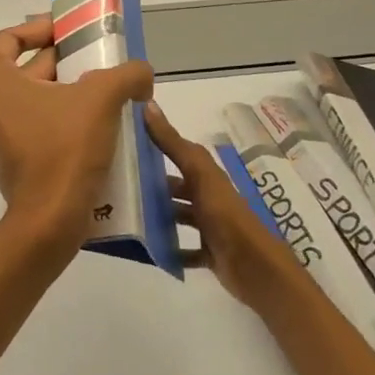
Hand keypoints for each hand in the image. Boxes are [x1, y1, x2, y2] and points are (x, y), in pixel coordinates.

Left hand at [0, 18, 153, 245]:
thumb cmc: (65, 147)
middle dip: (61, 63)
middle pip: (22, 69)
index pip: (9, 38)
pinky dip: (56, 119)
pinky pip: (30, 126)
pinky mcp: (5, 160)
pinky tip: (91, 125)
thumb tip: (142, 73)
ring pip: (28, 99)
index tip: (70, 32)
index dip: (40, 29)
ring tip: (100, 92)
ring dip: (61, 92)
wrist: (50, 218)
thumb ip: (126, 74)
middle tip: (97, 61)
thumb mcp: (102, 98)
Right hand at [144, 100, 303, 313]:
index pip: (179, 154)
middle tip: (118, 186)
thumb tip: (149, 105)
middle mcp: (209, 198)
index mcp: (207, 176)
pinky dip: (169, 250)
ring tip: (127, 217)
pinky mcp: (210, 253)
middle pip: (177, 188)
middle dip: (152, 186)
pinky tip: (148, 250)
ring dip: (158, 217)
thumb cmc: (226, 216)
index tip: (125, 144)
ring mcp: (210, 227)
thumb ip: (173, 144)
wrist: (255, 269)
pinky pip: (184, 250)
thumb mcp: (198, 175)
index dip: (156, 146)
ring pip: (179, 217)